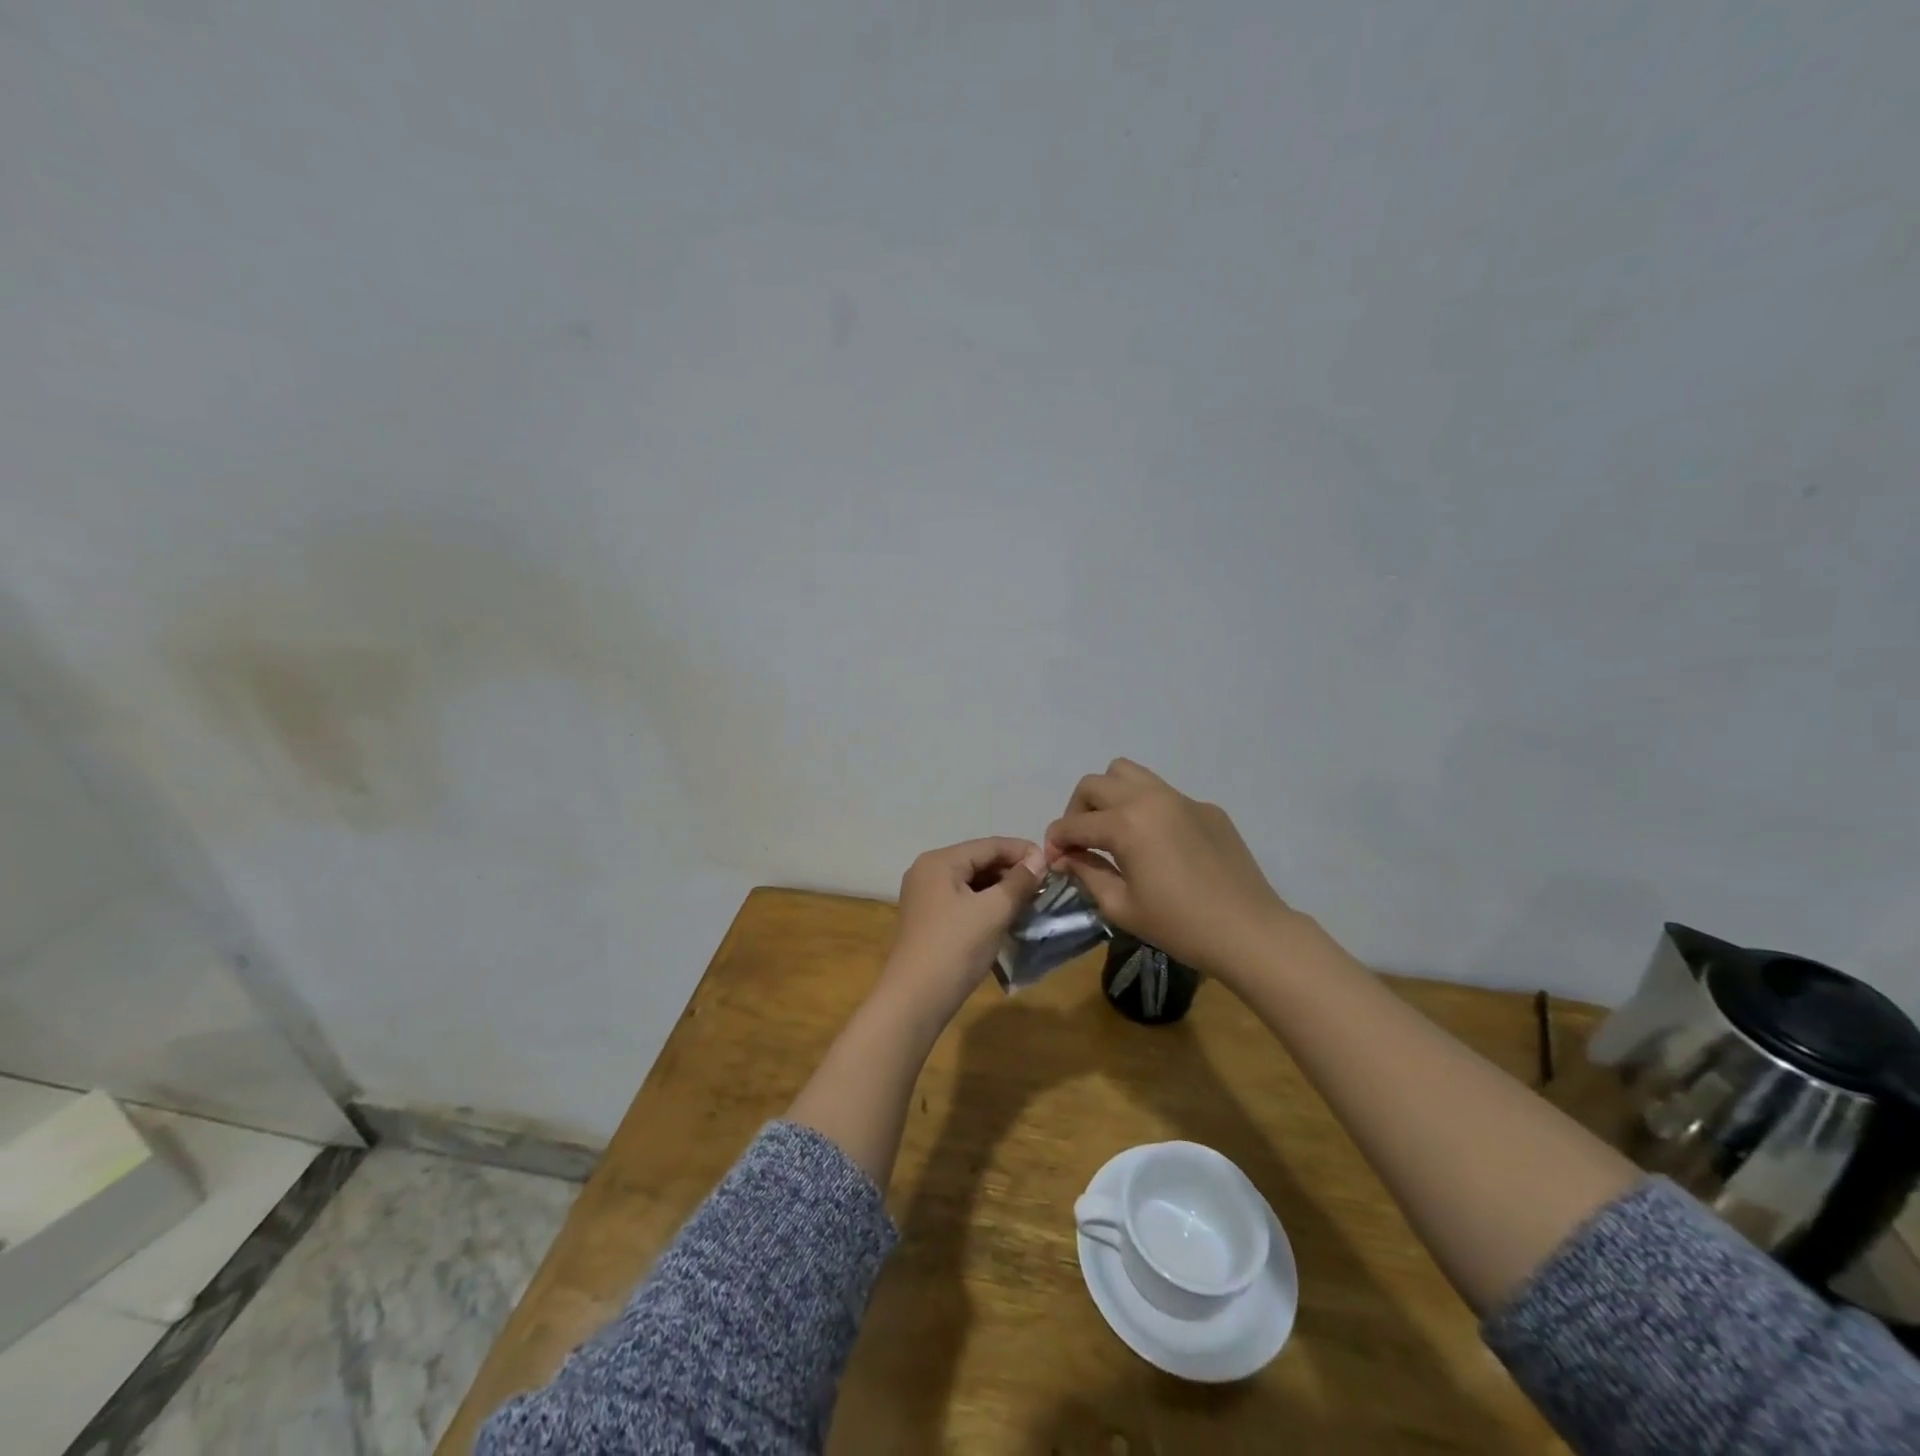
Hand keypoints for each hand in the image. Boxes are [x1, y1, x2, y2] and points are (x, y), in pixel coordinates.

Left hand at [878, 837, 1046, 1029]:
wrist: (916, 999)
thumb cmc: (956, 947)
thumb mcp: (993, 911)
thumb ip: (1019, 881)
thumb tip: (1038, 858)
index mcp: (940, 861)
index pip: (989, 845)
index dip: (1022, 851)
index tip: (1052, 862)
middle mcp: (928, 871)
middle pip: (978, 860)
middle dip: (1011, 870)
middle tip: (1044, 885)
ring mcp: (925, 896)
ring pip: (971, 882)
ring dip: (1000, 888)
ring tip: (1030, 900)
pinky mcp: (928, 918)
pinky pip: (963, 899)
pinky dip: (986, 903)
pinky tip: (1006, 915)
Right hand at [1044, 759, 1295, 981]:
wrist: (1249, 931)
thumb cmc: (1180, 926)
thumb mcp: (1122, 907)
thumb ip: (1087, 873)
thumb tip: (1066, 858)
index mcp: (1126, 824)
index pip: (1073, 823)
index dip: (1055, 842)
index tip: (1054, 862)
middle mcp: (1149, 798)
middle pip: (1094, 784)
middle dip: (1077, 811)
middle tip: (1081, 843)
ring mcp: (1181, 798)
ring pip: (1128, 773)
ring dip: (1109, 796)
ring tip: (1114, 830)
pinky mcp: (1205, 807)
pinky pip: (1163, 794)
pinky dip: (1147, 809)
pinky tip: (1158, 845)